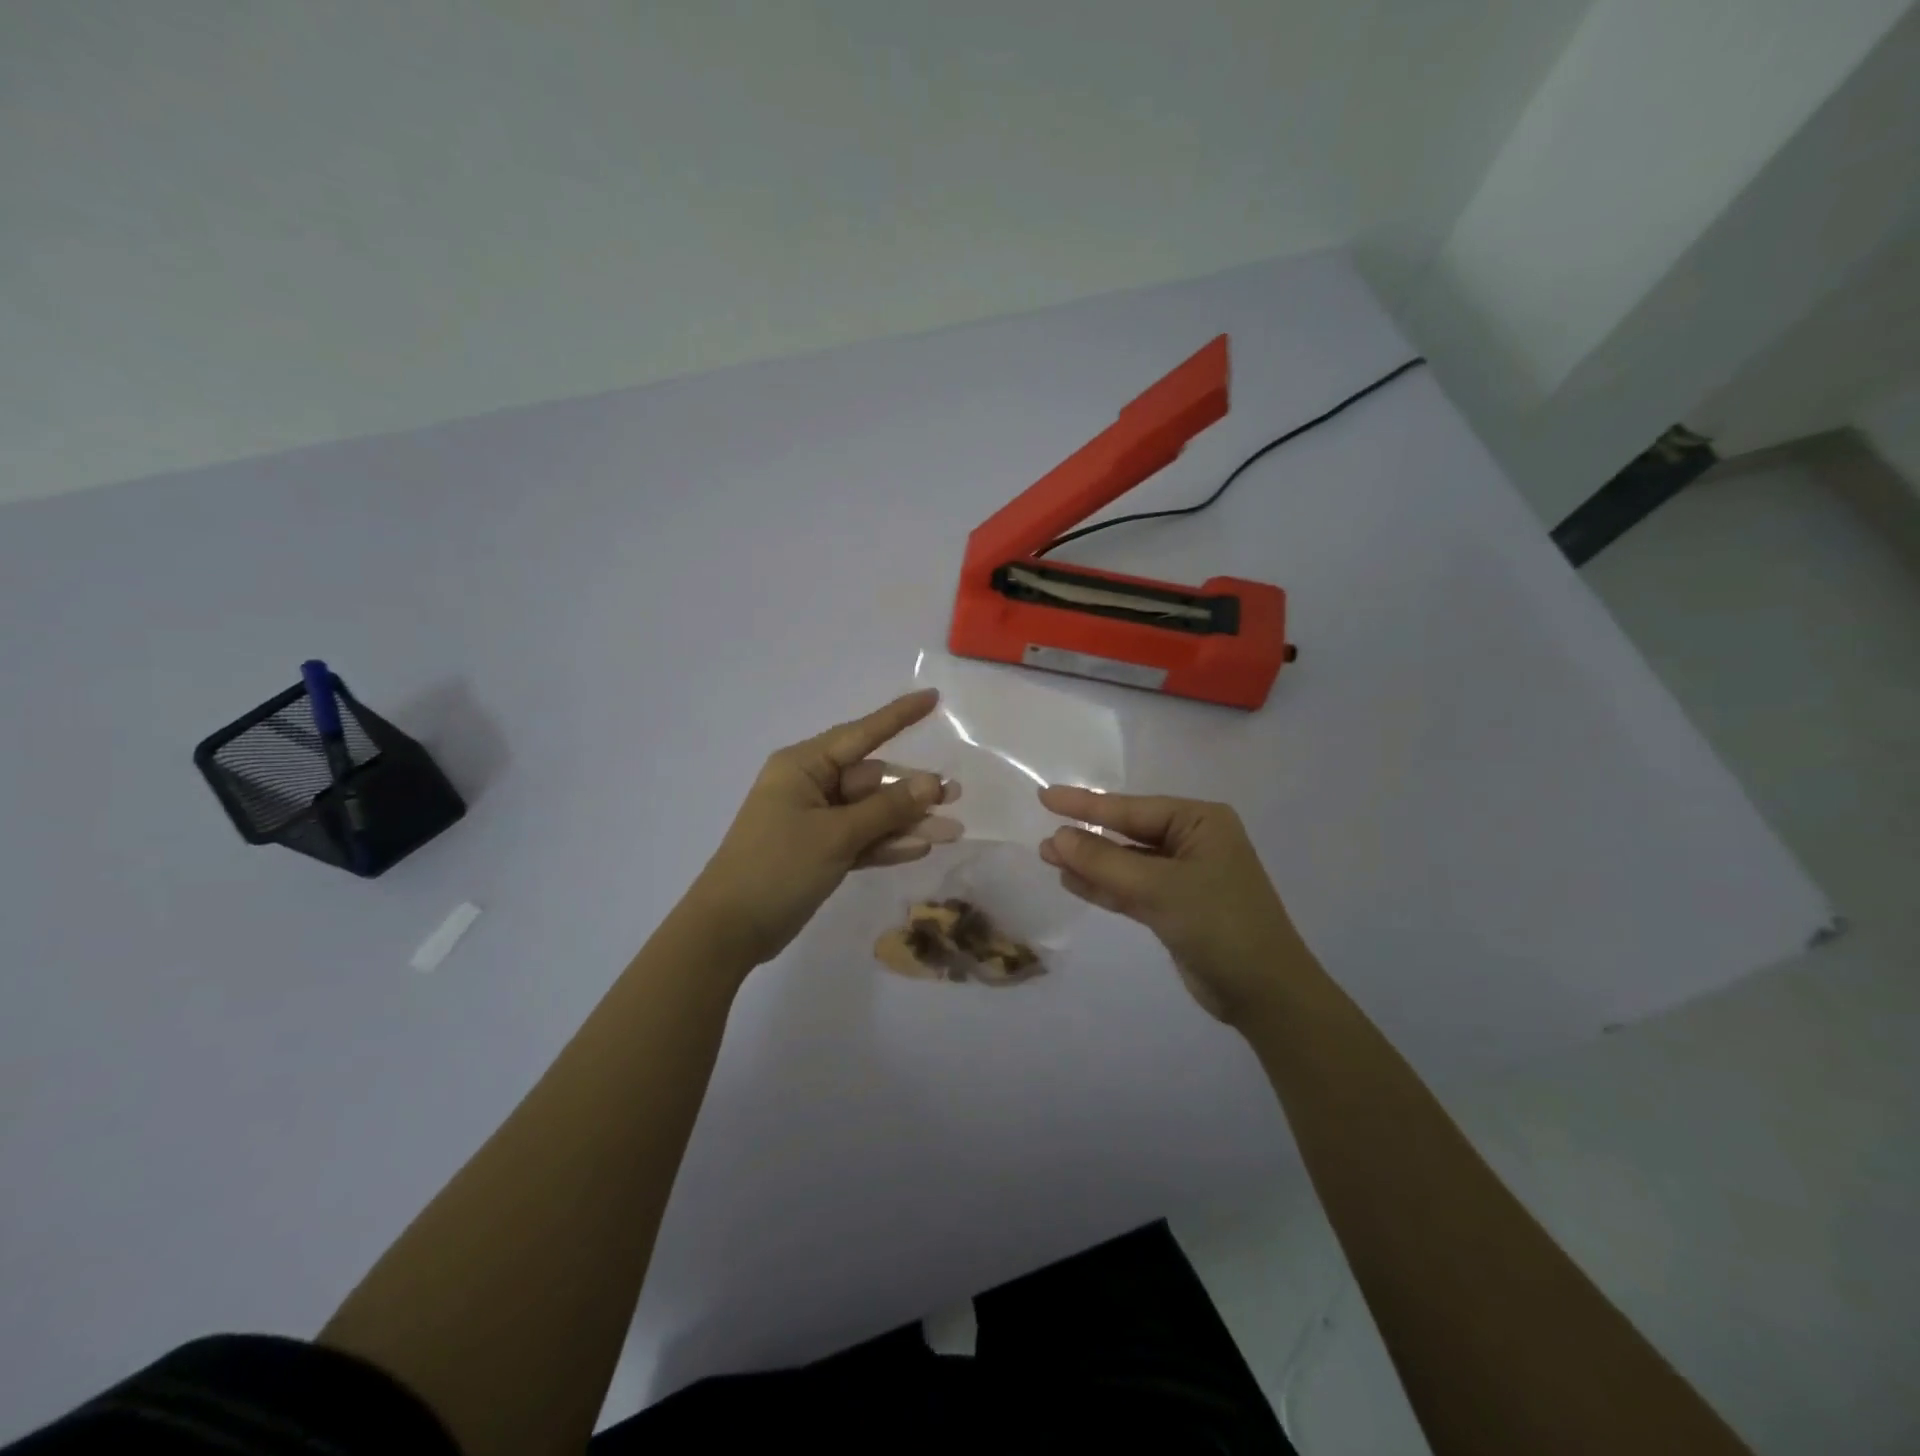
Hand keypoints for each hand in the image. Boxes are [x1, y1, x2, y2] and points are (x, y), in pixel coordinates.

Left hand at [688, 689, 959, 968]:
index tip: (933, 698)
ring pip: (871, 813)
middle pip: (872, 780)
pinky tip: (921, 848)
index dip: (899, 716)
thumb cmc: (777, 868)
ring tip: (952, 831)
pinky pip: (861, 839)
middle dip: (913, 790)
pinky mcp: (820, 851)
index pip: (861, 734)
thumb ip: (886, 809)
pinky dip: (887, 844)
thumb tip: (931, 783)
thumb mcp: (836, 835)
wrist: (729, 930)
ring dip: (907, 822)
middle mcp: (810, 787)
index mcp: (803, 767)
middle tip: (956, 796)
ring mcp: (815, 821)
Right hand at [1037, 787, 1314, 1025]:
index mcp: (1200, 822)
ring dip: (1090, 863)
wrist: (1265, 993)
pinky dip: (1104, 886)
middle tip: (1043, 838)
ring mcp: (1184, 876)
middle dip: (1087, 836)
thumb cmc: (1219, 924)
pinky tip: (1072, 882)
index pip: (1131, 808)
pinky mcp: (1176, 907)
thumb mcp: (1159, 889)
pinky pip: (1132, 888)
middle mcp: (1193, 841)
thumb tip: (1058, 838)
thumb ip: (1105, 862)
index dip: (1085, 804)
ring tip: (1048, 857)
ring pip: (1126, 863)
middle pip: (1127, 833)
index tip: (1045, 797)